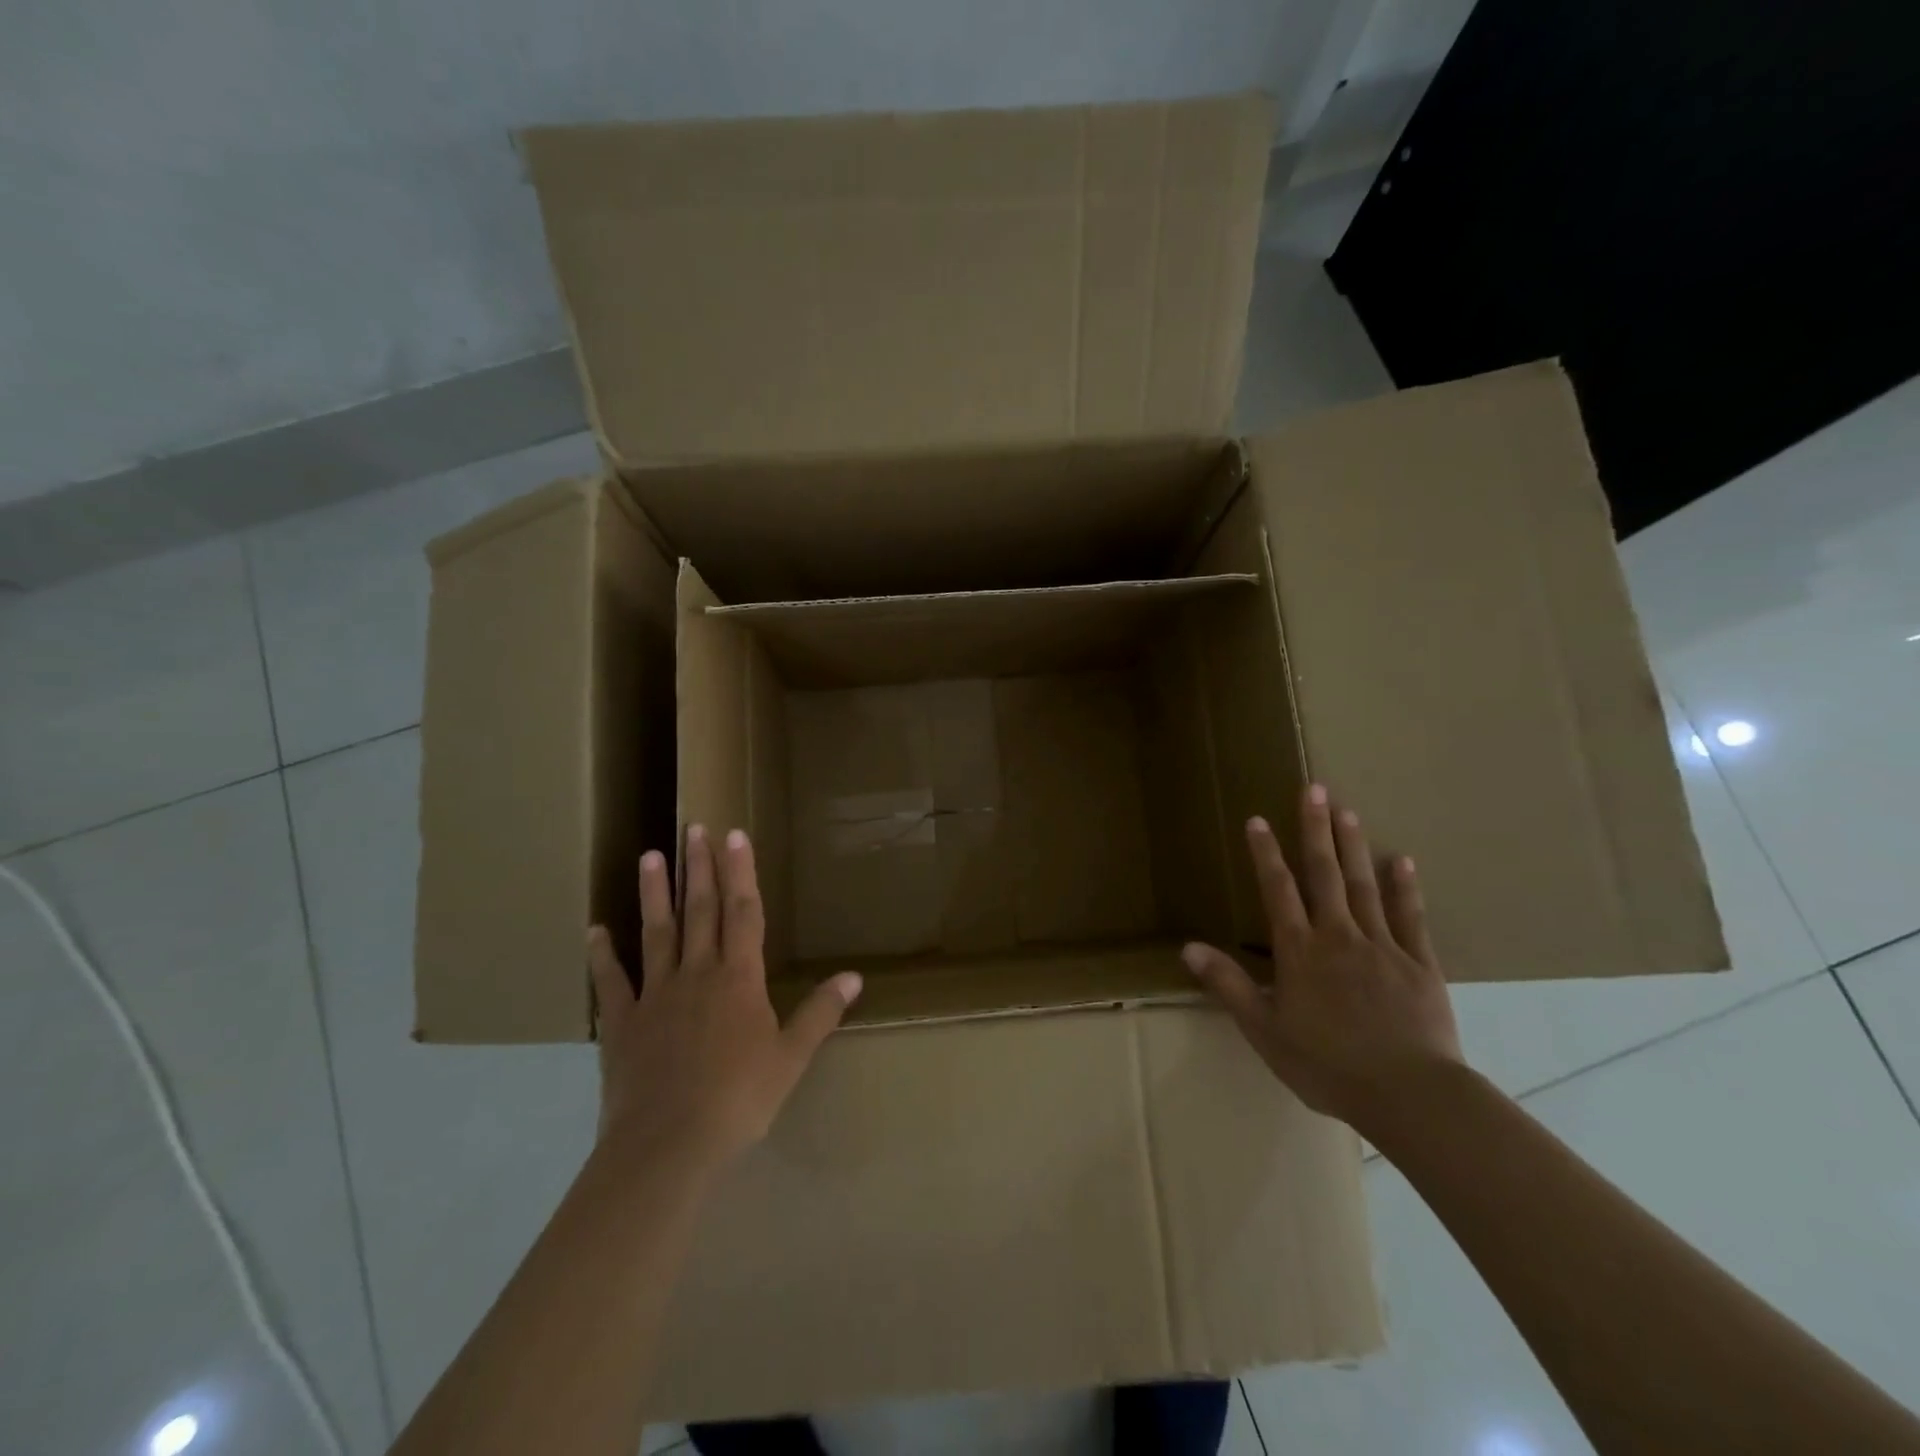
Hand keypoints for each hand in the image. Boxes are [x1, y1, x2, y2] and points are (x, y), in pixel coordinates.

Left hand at [587, 825, 862, 1176]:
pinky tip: (595, 930)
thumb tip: (854, 976)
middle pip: (701, 911)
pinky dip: (603, 955)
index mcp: (739, 979)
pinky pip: (612, 981)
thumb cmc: (739, 1099)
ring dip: (655, 893)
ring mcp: (656, 995)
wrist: (668, 1145)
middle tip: (693, 829)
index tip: (733, 836)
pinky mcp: (623, 1023)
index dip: (741, 872)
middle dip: (700, 869)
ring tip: (651, 855)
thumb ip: (820, 1013)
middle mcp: (697, 974)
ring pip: (657, 933)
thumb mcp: (791, 1058)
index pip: (744, 913)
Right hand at [1181, 784, 1463, 1129]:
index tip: (1258, 820)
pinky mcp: (1420, 965)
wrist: (1409, 1095)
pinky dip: (1406, 888)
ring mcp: (1383, 946)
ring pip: (1365, 885)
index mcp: (1300, 951)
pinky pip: (1411, 918)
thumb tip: (1188, 948)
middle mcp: (1338, 936)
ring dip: (1354, 846)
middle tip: (1315, 789)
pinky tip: (1403, 861)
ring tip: (1348, 811)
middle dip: (1315, 830)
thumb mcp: (1264, 1030)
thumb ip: (1228, 984)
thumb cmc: (1327, 1065)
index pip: (1278, 890)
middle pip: (1324, 874)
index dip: (1265, 854)